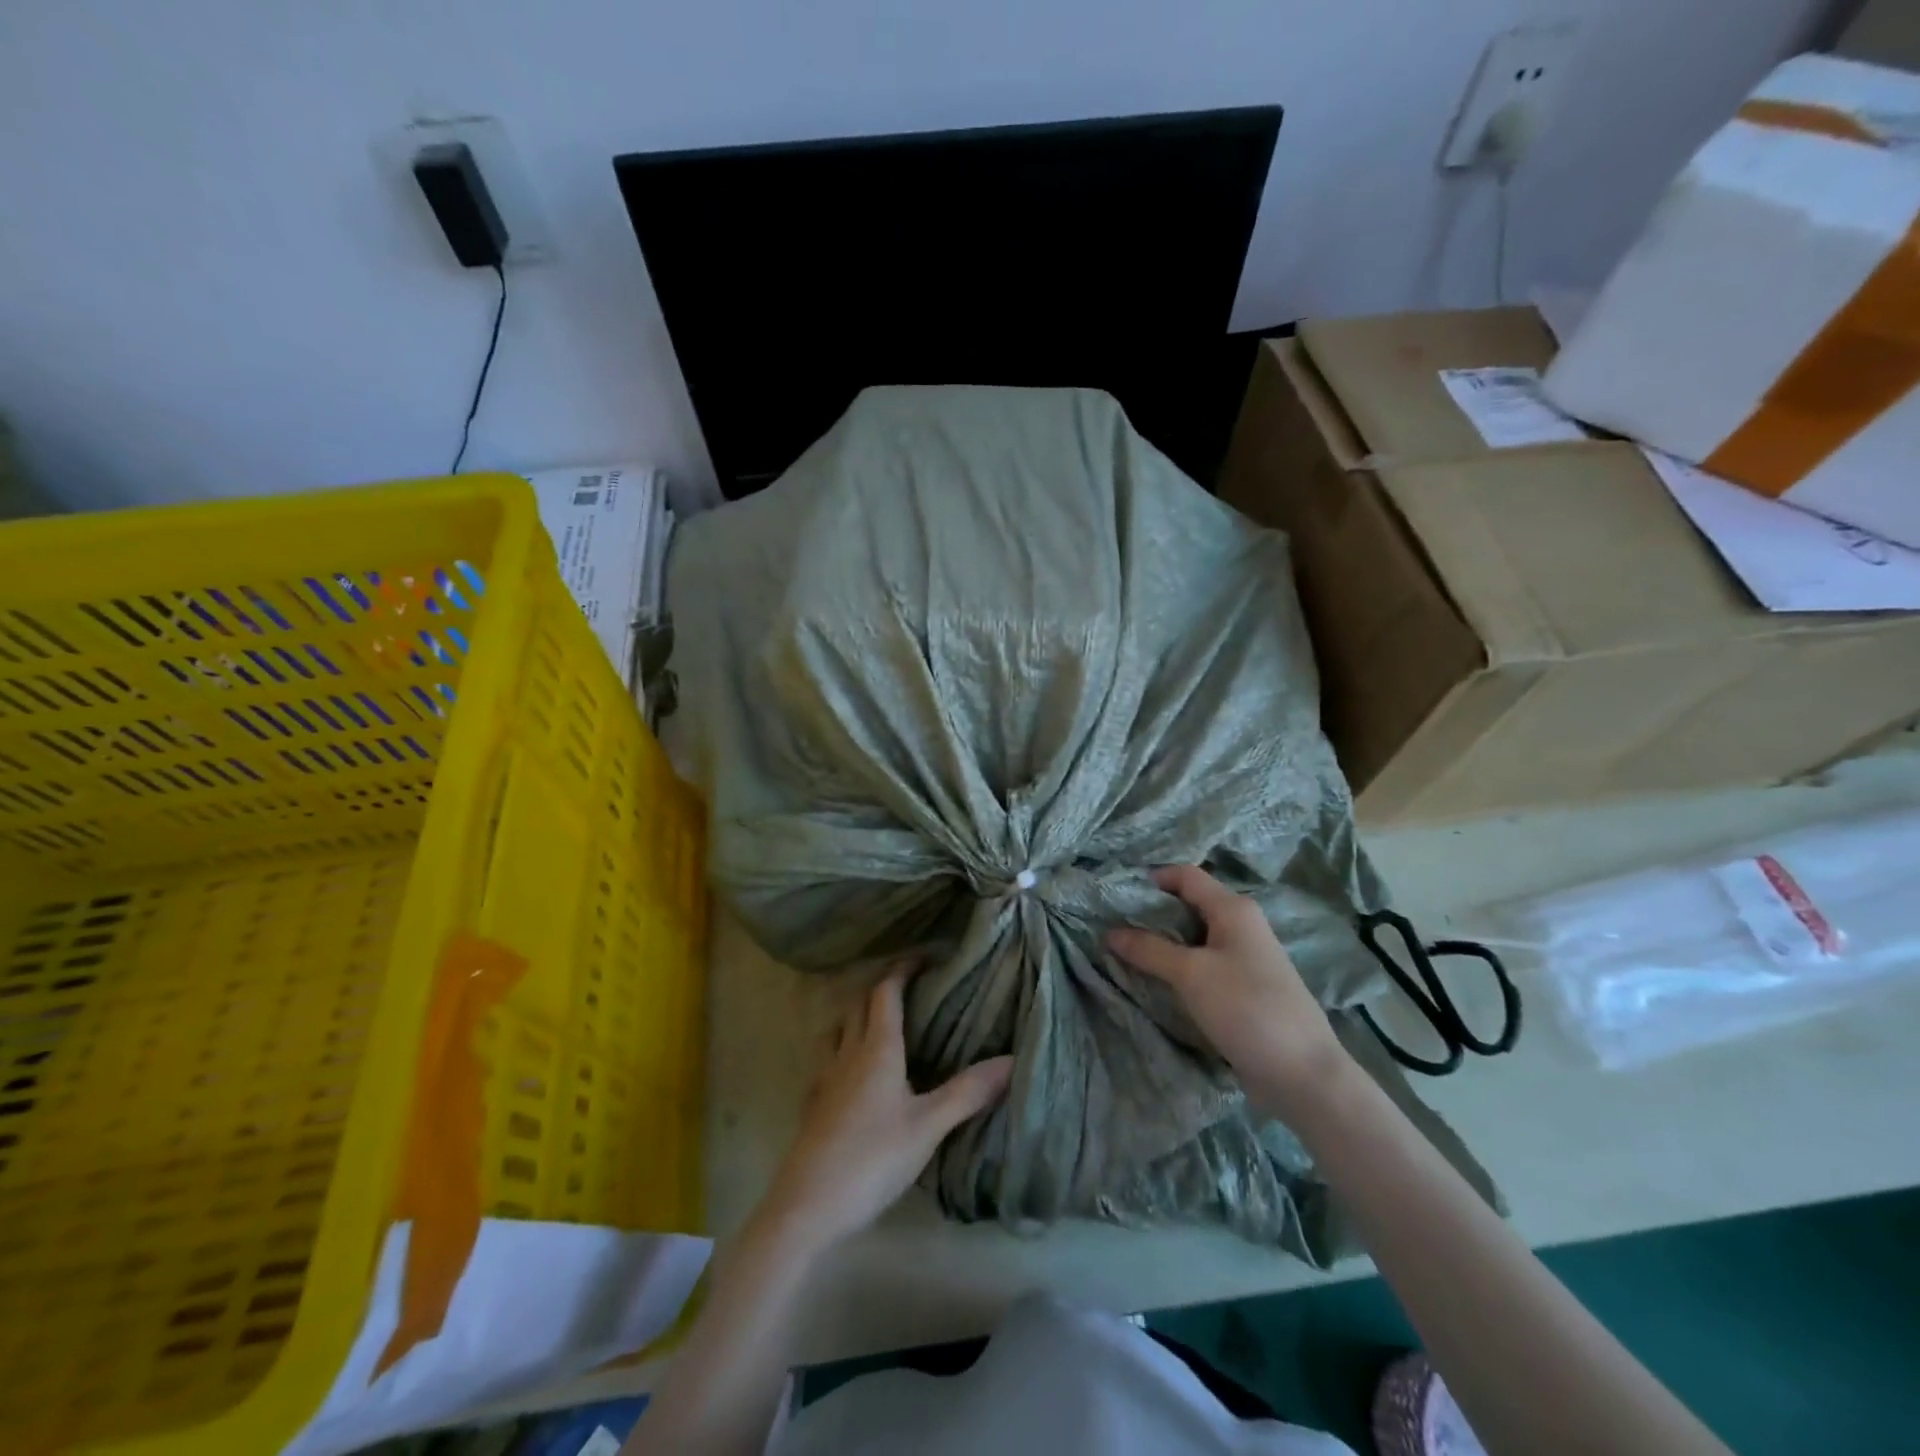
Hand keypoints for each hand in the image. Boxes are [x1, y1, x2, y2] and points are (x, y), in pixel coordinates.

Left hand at [760, 966, 1013, 1250]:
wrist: (807, 1206)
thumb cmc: (872, 1158)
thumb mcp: (928, 1126)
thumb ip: (968, 1091)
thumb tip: (1012, 1058)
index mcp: (876, 1048)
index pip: (885, 992)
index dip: (902, 969)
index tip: (923, 957)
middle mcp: (847, 1052)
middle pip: (858, 1003)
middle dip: (881, 987)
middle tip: (909, 986)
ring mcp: (824, 1077)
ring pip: (838, 1028)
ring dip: (857, 1014)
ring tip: (880, 1020)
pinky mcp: (813, 1103)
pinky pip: (828, 1057)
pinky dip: (843, 1046)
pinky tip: (854, 1070)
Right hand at [1108, 866, 1350, 1116]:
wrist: (1303, 1073)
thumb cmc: (1247, 1008)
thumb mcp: (1191, 974)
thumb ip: (1149, 949)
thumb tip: (1110, 932)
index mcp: (1233, 909)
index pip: (1186, 875)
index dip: (1151, 879)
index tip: (1115, 894)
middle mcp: (1241, 926)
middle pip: (1189, 905)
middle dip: (1151, 913)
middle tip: (1112, 925)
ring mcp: (1244, 958)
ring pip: (1194, 937)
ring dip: (1162, 943)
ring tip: (1125, 952)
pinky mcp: (1243, 988)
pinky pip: (1202, 965)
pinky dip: (1178, 967)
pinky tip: (1156, 981)